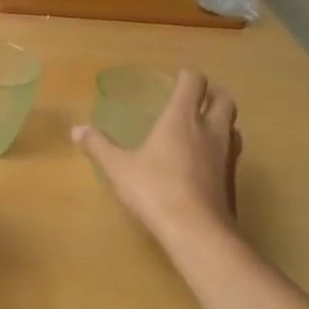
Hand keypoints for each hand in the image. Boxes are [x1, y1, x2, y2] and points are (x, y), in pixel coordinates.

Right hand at [73, 69, 243, 258]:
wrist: (197, 231)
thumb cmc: (155, 189)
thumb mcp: (118, 167)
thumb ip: (98, 146)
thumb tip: (77, 130)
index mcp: (182, 119)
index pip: (194, 83)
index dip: (187, 76)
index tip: (176, 77)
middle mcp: (210, 130)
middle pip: (224, 100)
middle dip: (212, 94)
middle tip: (195, 98)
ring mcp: (226, 155)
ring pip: (232, 126)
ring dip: (221, 120)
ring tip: (203, 126)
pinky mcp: (232, 179)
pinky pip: (231, 152)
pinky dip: (221, 147)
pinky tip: (204, 160)